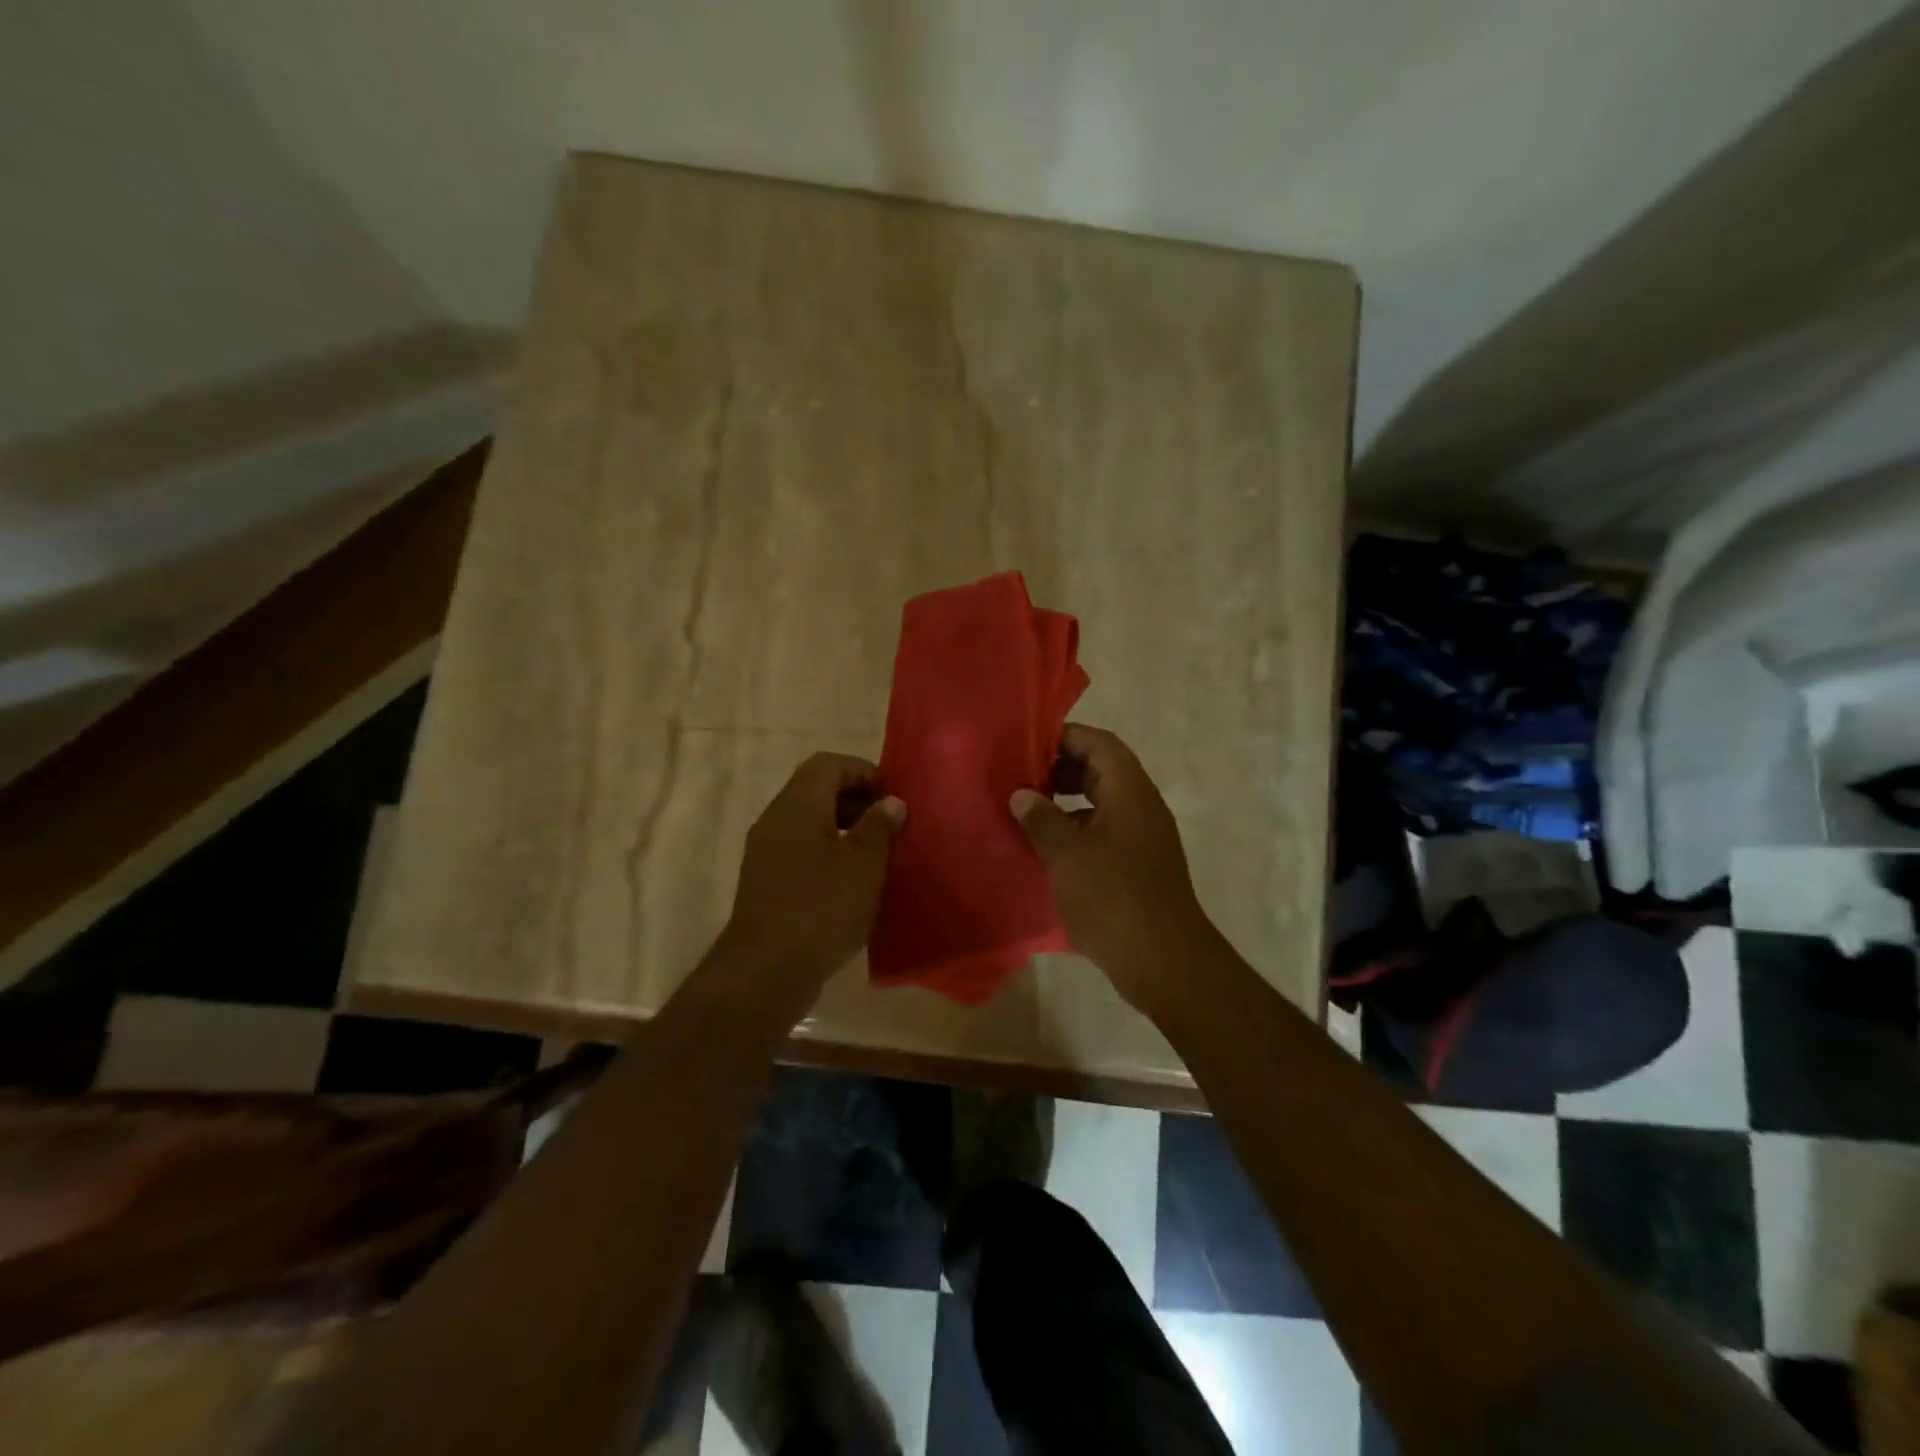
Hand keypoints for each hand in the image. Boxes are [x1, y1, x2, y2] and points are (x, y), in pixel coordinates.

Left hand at [724, 752, 905, 985]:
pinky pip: (801, 852)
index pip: (828, 764)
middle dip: (856, 801)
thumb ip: (879, 826)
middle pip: (816, 790)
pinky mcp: (766, 884)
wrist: (765, 971)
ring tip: (876, 856)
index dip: (863, 772)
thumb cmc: (821, 907)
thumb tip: (890, 802)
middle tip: (888, 827)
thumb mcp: (863, 863)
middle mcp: (775, 820)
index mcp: (797, 805)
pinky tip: (852, 885)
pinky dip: (828, 855)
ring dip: (844, 831)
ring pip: (809, 824)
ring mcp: (766, 853)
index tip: (892, 798)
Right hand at [1010, 724, 1222, 1014]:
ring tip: (1028, 812)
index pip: (1100, 743)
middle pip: (1102, 770)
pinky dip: (1077, 831)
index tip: (1028, 744)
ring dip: (1067, 802)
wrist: (1163, 961)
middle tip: (1022, 778)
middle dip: (1062, 769)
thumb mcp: (1067, 855)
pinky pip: (1105, 832)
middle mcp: (1141, 807)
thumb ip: (1041, 819)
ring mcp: (1143, 838)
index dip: (1066, 737)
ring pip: (1102, 803)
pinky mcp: (1139, 867)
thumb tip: (1022, 794)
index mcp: (1130, 792)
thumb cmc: (1113, 897)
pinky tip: (1048, 849)